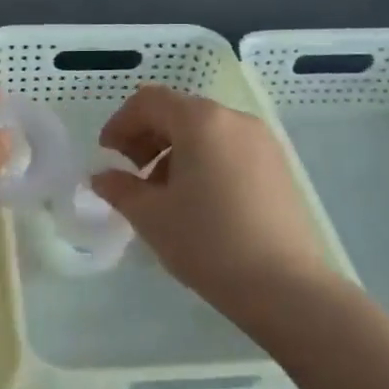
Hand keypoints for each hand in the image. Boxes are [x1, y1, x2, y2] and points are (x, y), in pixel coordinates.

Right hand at [92, 85, 329, 309]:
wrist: (286, 288)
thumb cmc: (208, 242)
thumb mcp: (152, 216)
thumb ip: (120, 188)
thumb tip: (101, 177)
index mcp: (201, 121)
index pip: (150, 101)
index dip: (121, 122)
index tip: (107, 154)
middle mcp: (235, 119)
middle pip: (179, 111)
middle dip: (147, 136)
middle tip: (132, 174)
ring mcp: (263, 142)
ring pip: (206, 131)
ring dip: (174, 151)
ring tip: (164, 194)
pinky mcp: (279, 167)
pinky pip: (230, 148)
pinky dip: (204, 161)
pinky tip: (199, 202)